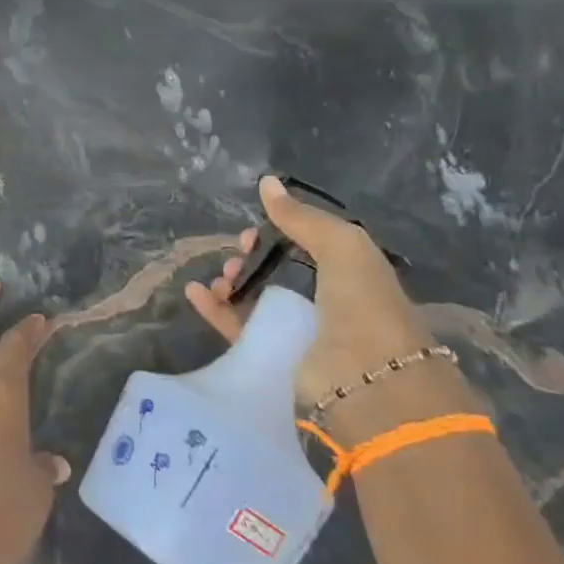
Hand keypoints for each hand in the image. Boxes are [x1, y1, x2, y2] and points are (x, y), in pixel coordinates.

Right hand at [185, 176, 452, 435]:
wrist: (369, 382)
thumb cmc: (363, 304)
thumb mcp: (342, 246)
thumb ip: (303, 217)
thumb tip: (266, 182)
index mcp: (351, 275)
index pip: (309, 247)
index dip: (280, 234)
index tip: (255, 230)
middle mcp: (326, 303)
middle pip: (279, 273)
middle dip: (252, 258)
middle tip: (237, 252)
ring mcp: (300, 333)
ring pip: (256, 300)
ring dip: (233, 283)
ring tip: (221, 278)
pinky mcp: (274, 358)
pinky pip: (238, 328)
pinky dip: (214, 310)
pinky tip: (195, 292)